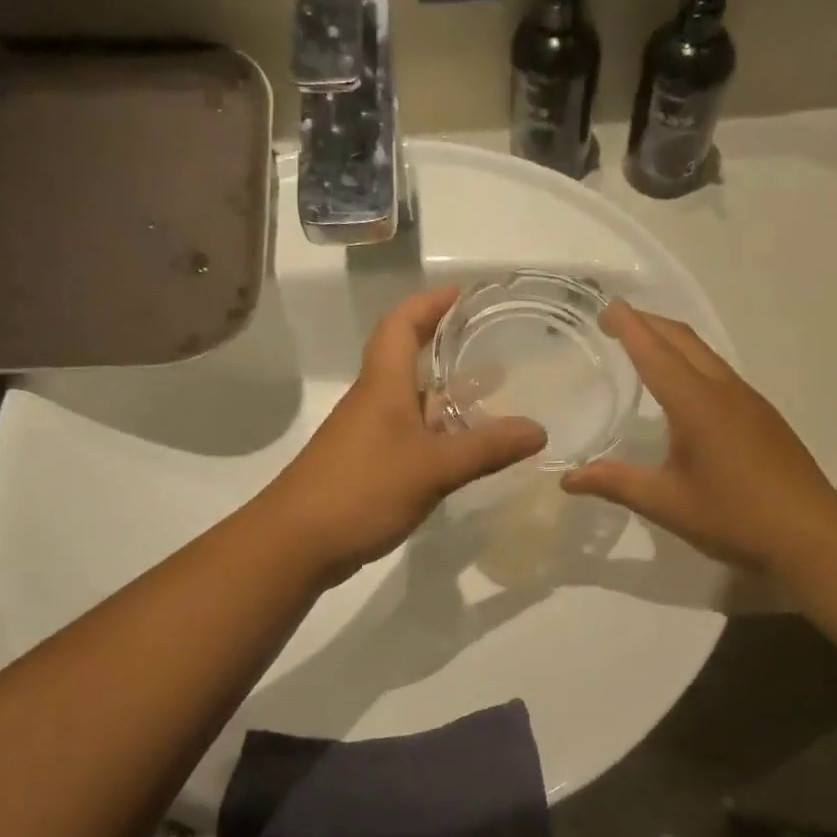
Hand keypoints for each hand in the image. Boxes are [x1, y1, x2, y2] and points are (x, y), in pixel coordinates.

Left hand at [263, 285, 546, 583]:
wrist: (297, 542)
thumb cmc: (362, 490)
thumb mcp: (433, 468)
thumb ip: (486, 448)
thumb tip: (539, 430)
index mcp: (383, 385)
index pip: (402, 324)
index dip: (430, 303)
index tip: (465, 294)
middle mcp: (374, 402)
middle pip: (409, 359)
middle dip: (448, 347)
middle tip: (494, 344)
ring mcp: (369, 435)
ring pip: (413, 402)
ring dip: (448, 394)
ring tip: (494, 394)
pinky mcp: (368, 466)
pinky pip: (410, 435)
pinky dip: (439, 432)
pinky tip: (466, 449)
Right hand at [561, 303, 836, 575]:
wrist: (811, 535)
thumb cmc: (734, 517)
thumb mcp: (666, 504)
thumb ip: (615, 484)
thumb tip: (567, 480)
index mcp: (696, 403)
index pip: (654, 352)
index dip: (629, 326)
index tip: (605, 308)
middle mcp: (724, 390)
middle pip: (683, 340)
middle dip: (648, 323)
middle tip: (615, 323)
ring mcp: (748, 400)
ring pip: (704, 354)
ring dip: (671, 341)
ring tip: (643, 348)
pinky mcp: (762, 416)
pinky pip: (719, 373)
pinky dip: (691, 363)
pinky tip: (682, 391)